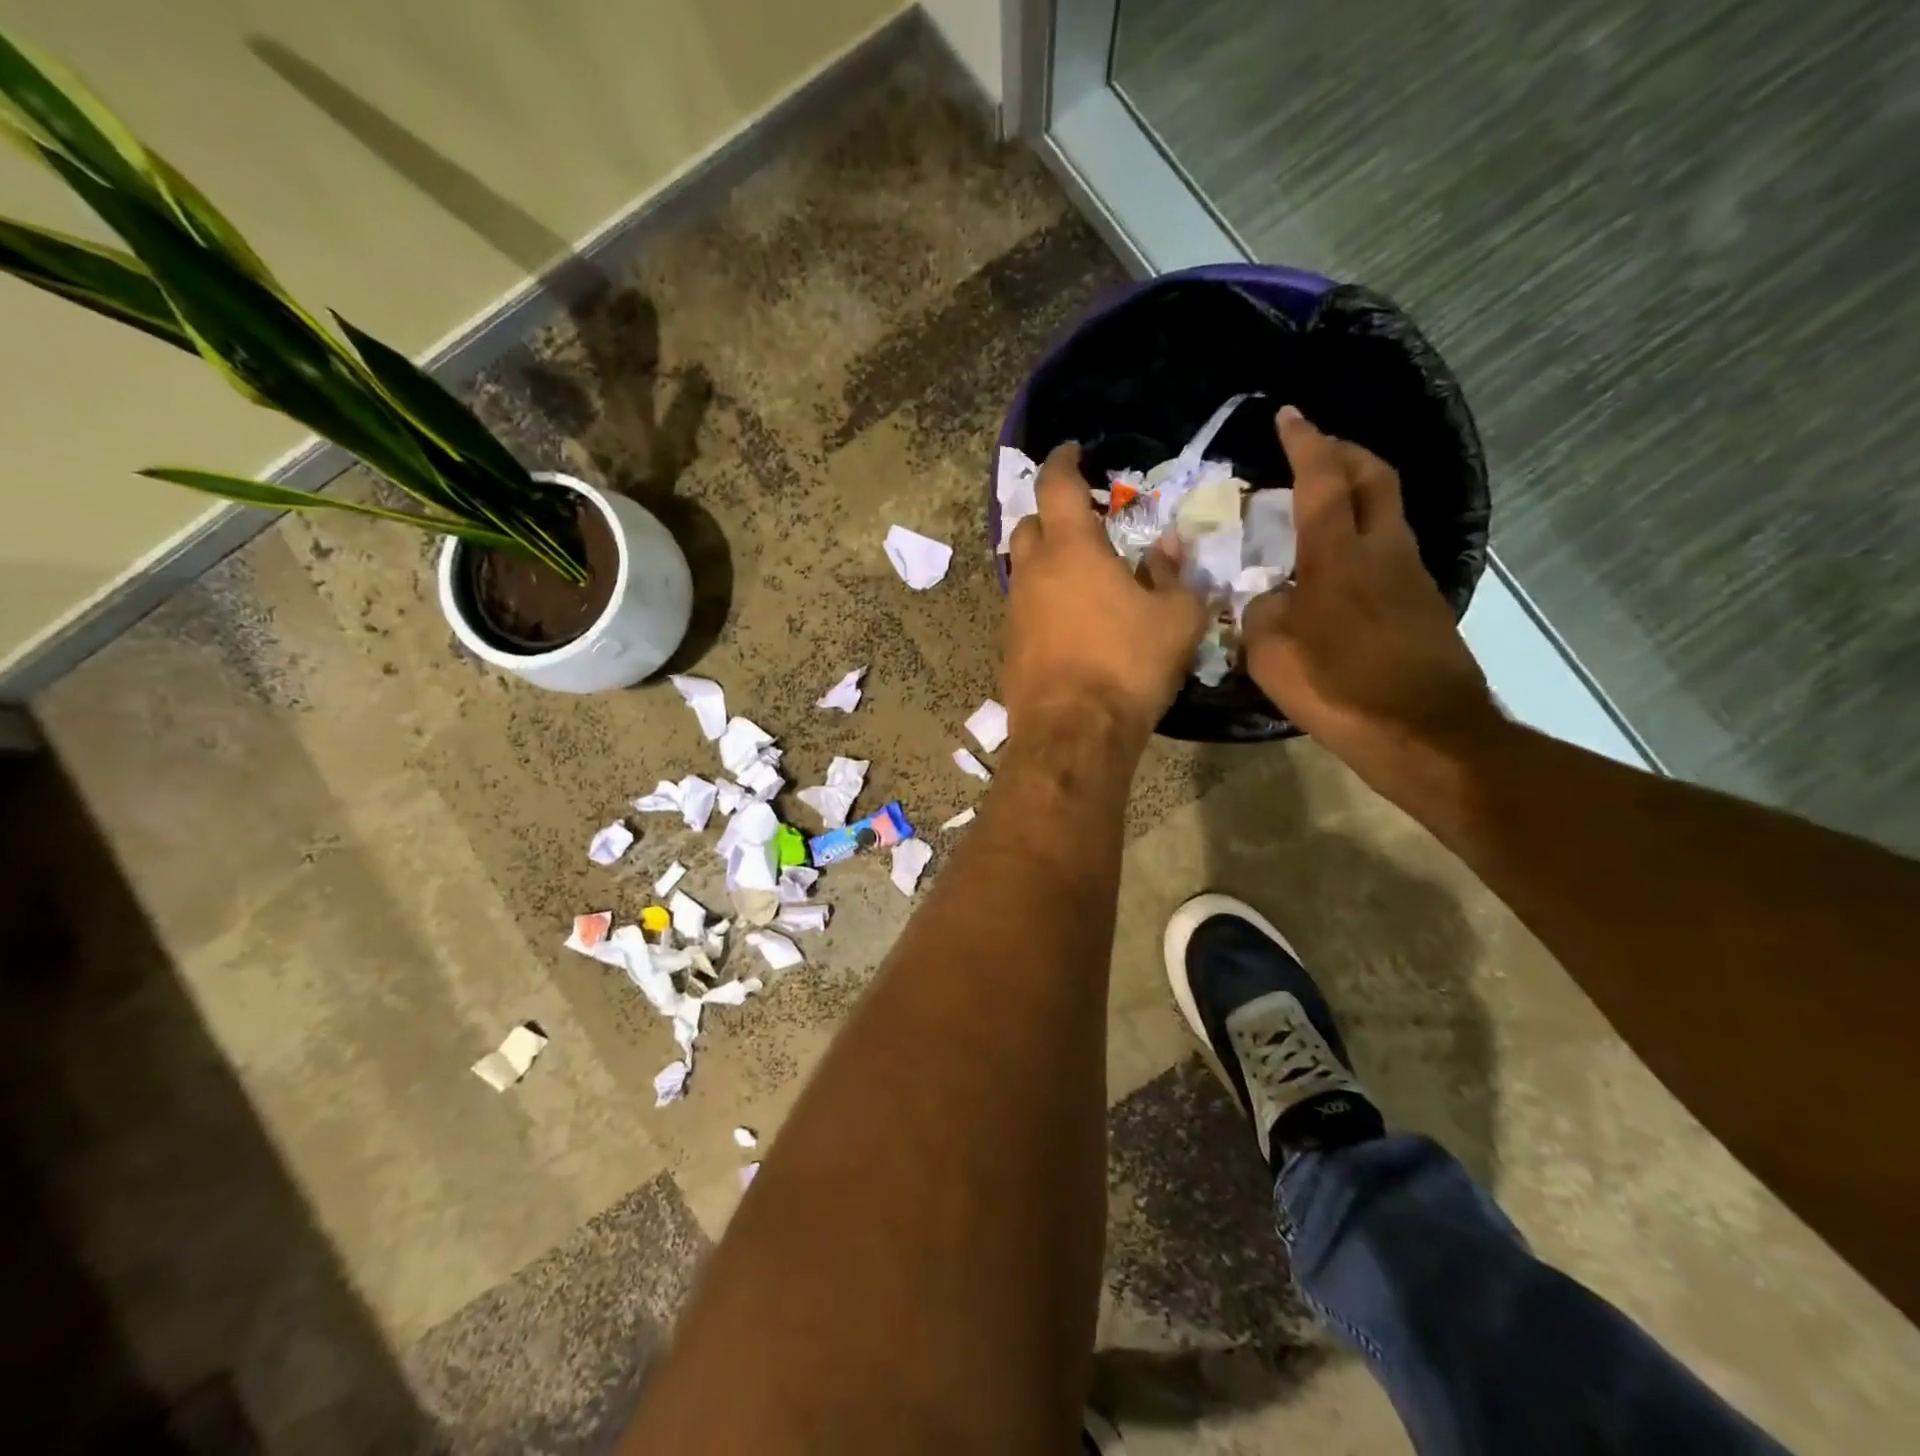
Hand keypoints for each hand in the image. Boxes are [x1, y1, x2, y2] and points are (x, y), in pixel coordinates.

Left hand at [1004, 444, 1207, 746]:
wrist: (1073, 733)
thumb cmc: (1128, 665)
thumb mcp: (1177, 618)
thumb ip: (1174, 577)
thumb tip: (1166, 550)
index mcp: (1071, 549)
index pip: (1056, 485)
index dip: (1064, 461)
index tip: (1073, 451)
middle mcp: (1033, 572)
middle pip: (1029, 524)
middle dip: (1051, 515)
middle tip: (1082, 522)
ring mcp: (1015, 611)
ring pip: (1024, 570)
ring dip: (1047, 563)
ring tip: (1082, 576)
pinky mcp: (1009, 647)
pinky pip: (1025, 609)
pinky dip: (1044, 602)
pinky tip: (1071, 622)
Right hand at [1244, 406, 1498, 773]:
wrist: (1425, 733)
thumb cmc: (1339, 688)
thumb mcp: (1271, 655)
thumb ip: (1262, 614)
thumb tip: (1272, 600)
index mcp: (1339, 555)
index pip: (1323, 479)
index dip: (1306, 442)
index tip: (1289, 415)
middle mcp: (1383, 550)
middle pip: (1375, 476)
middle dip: (1345, 451)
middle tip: (1314, 450)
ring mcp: (1411, 575)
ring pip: (1387, 511)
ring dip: (1358, 493)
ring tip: (1319, 508)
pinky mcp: (1423, 603)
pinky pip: (1390, 549)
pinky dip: (1364, 537)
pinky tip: (1338, 567)